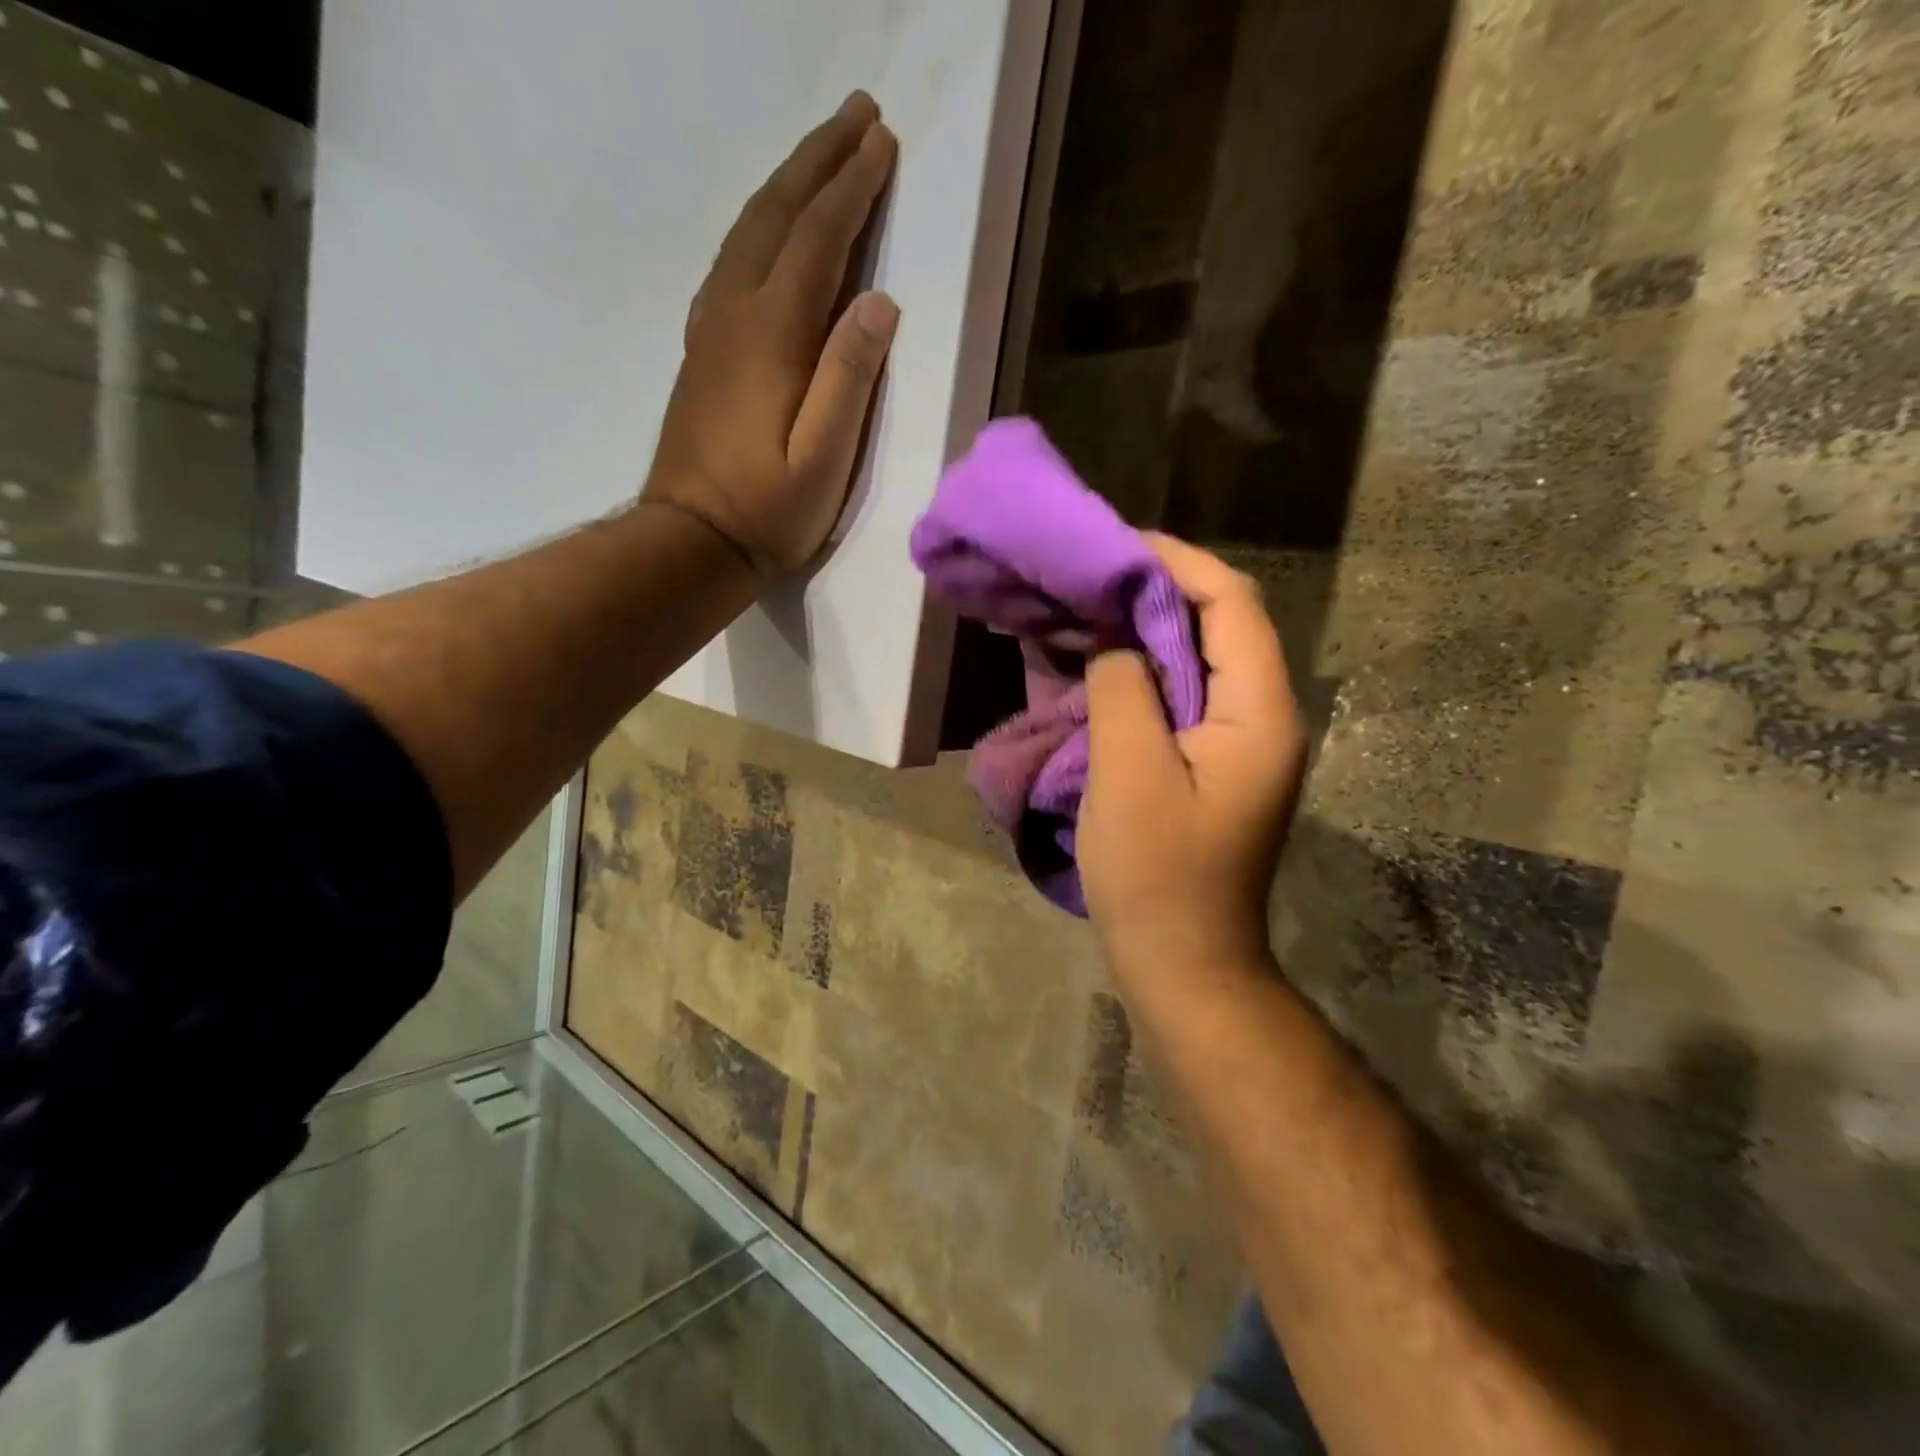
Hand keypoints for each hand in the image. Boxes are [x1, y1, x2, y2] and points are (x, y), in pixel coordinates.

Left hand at [645, 92, 899, 577]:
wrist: (691, 543)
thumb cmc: (767, 511)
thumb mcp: (824, 457)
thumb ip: (849, 377)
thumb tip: (878, 303)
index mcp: (773, 335)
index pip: (818, 241)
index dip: (852, 189)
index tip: (883, 141)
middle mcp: (736, 314)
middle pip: (777, 217)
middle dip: (819, 162)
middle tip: (856, 115)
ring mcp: (712, 331)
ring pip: (749, 233)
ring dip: (787, 186)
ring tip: (822, 155)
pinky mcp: (704, 353)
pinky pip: (733, 265)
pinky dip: (759, 228)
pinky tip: (771, 231)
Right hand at [1080, 536, 1308, 977]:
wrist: (1182, 962)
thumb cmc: (1157, 875)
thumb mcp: (1130, 774)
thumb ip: (1124, 690)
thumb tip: (1117, 643)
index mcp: (1259, 712)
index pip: (1231, 605)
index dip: (1177, 563)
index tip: (1114, 546)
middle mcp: (1262, 716)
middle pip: (1219, 625)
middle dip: (1158, 591)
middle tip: (1093, 575)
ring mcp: (1240, 742)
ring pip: (1198, 659)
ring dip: (1145, 630)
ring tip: (1089, 608)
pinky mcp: (1212, 763)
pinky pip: (1182, 696)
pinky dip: (1141, 671)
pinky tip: (1099, 665)